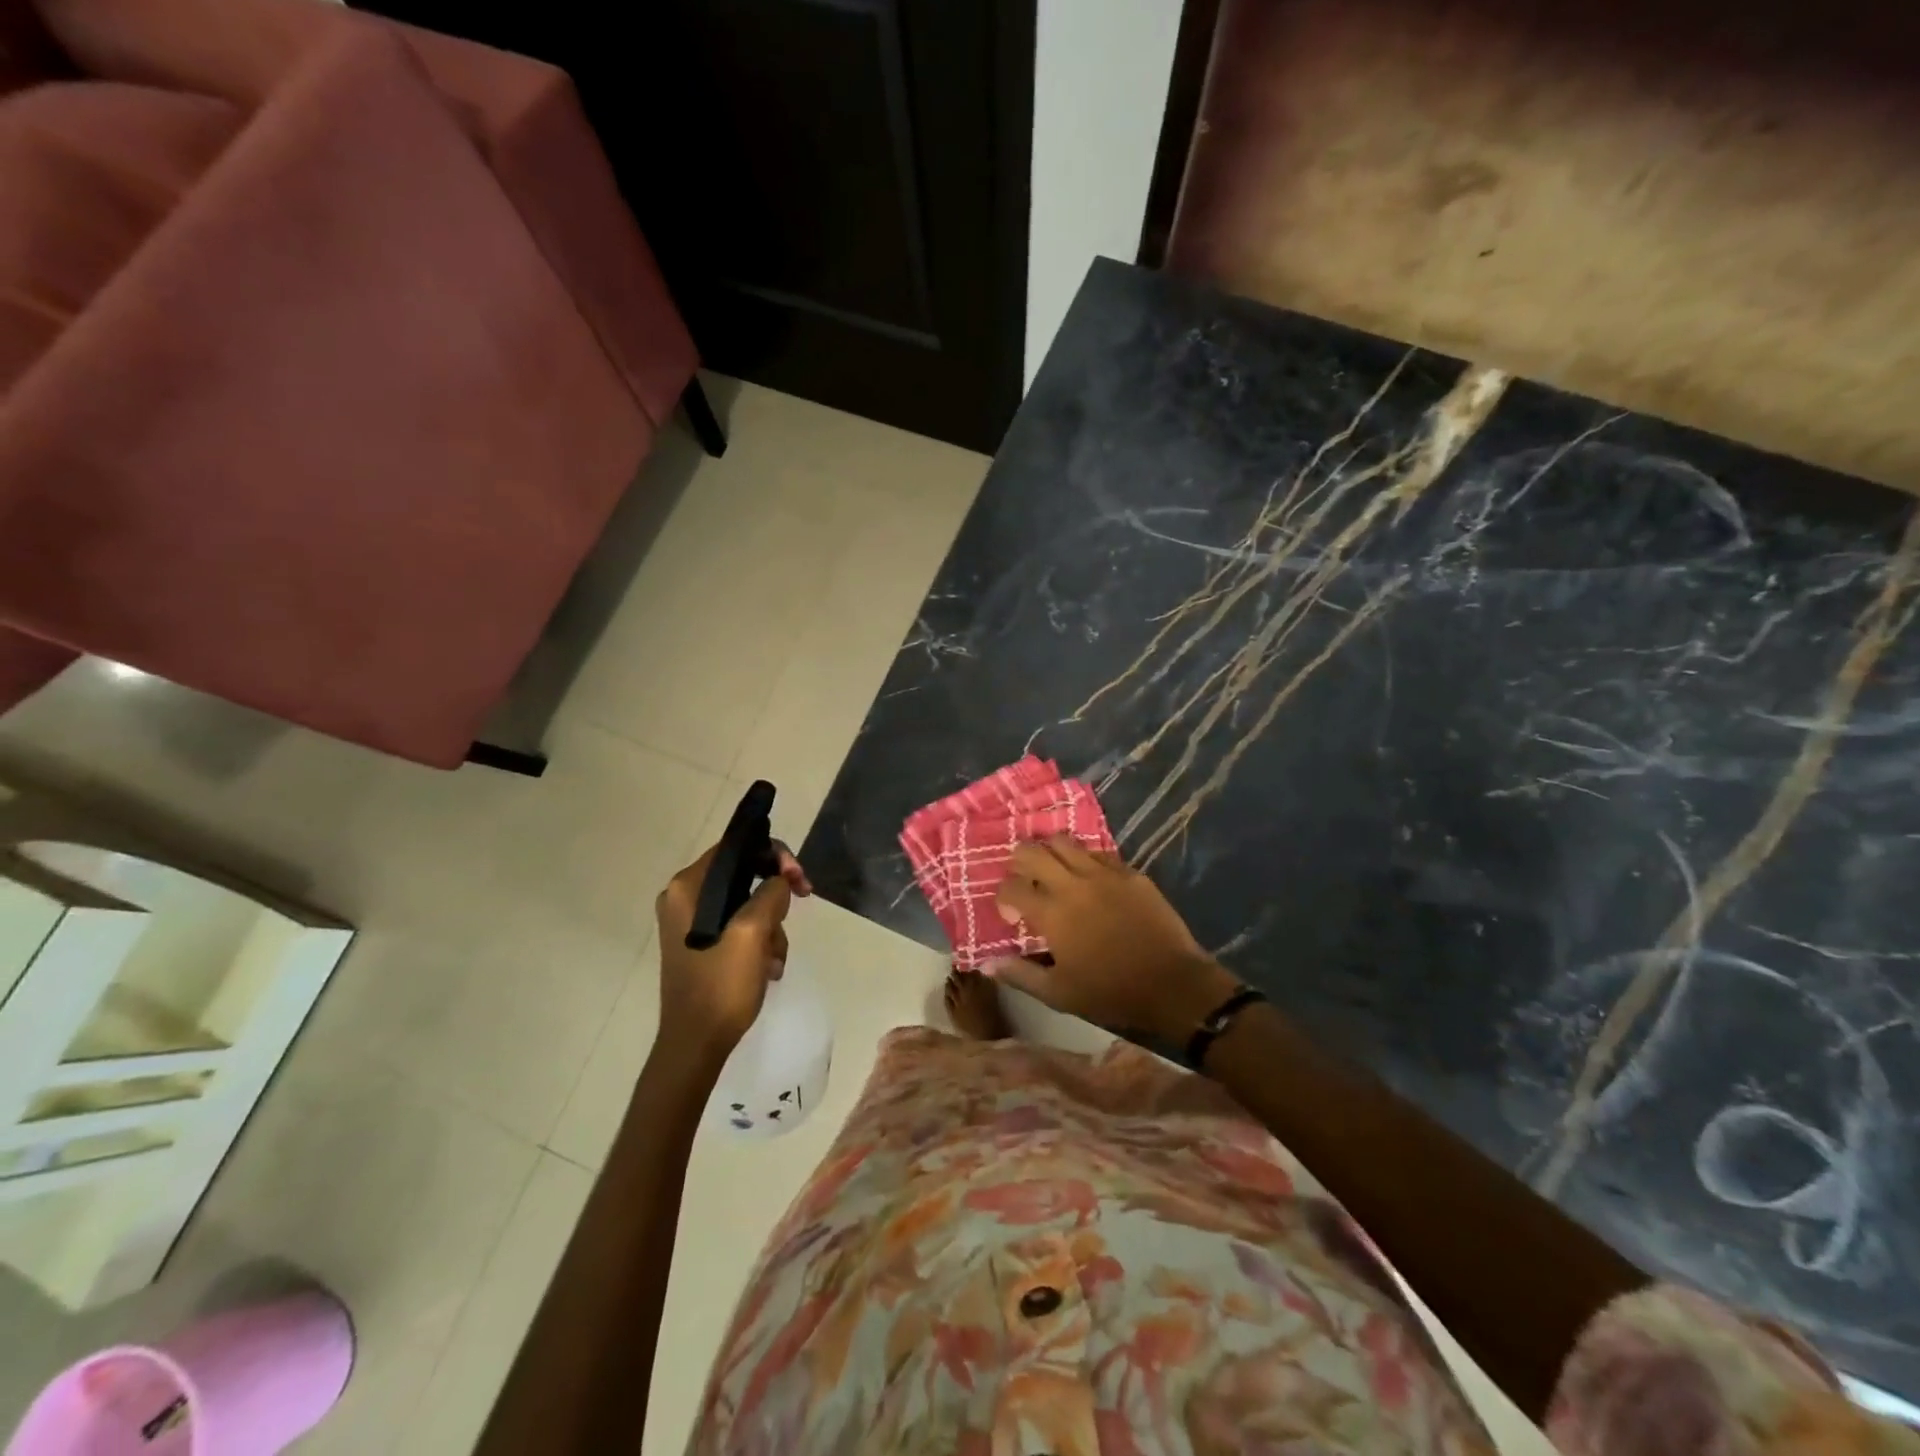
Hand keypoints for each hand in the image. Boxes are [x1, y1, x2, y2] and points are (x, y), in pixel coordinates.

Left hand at [654, 841, 810, 1056]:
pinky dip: (759, 943)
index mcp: (687, 887)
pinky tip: (767, 969)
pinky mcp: (701, 945)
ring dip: (771, 927)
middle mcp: (684, 898)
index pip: (736, 847)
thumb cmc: (720, 984)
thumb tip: (779, 882)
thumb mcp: (753, 932)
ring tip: (774, 959)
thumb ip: (771, 893)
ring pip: (747, 903)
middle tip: (799, 906)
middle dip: (774, 897)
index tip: (798, 880)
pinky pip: (739, 927)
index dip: (773, 855)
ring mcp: (691, 923)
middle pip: (744, 874)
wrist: (695, 1044)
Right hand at [987, 836, 1239, 1041]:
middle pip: (1032, 851)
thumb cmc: (1111, 992)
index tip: (1013, 915)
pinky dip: (1084, 859)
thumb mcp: (1059, 994)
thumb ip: (1020, 975)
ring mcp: (1104, 873)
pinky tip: (1088, 877)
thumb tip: (987, 963)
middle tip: (1024, 878)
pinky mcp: (1130, 872)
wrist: (1173, 984)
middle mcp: (1073, 883)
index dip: (1004, 897)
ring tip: (1052, 870)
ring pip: (1064, 841)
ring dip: (1050, 851)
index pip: (1011, 887)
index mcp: (1052, 912)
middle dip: (1019, 860)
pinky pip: (1098, 852)